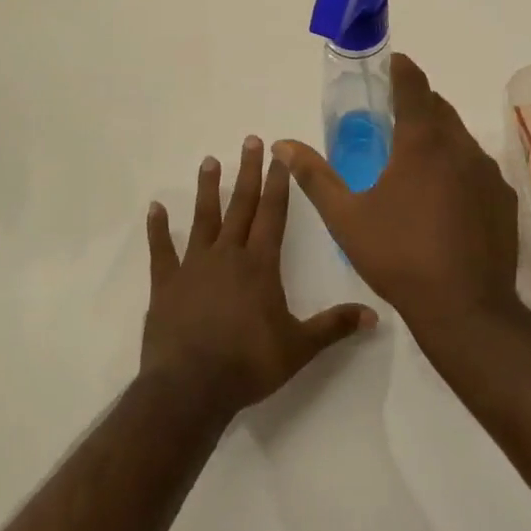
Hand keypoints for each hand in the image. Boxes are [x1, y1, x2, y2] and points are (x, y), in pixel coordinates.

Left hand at [142, 136, 377, 415]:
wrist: (190, 389)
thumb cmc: (249, 364)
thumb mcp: (299, 348)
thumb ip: (334, 327)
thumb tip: (375, 315)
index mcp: (260, 265)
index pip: (273, 214)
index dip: (278, 184)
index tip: (280, 156)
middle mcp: (228, 255)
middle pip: (241, 206)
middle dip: (248, 172)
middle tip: (250, 141)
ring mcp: (194, 267)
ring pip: (203, 219)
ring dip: (207, 189)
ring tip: (209, 161)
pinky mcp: (166, 284)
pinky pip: (161, 250)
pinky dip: (158, 228)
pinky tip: (155, 208)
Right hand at [274, 55, 521, 333]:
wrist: (465, 308)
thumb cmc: (399, 256)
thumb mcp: (346, 217)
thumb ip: (314, 176)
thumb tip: (282, 145)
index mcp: (422, 141)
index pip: (413, 84)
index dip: (401, 68)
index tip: (390, 63)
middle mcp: (461, 146)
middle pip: (439, 107)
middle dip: (417, 102)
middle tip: (393, 115)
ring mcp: (488, 172)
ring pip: (461, 138)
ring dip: (439, 136)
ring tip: (416, 158)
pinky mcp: (504, 198)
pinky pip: (479, 167)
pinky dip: (459, 167)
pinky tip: (446, 197)